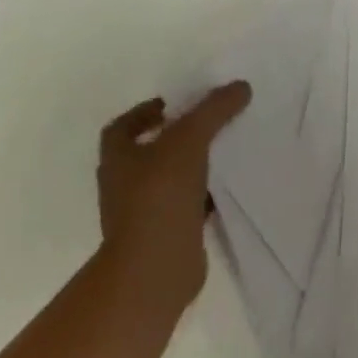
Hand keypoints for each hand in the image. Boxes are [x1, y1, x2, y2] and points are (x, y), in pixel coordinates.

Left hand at [96, 83, 250, 315]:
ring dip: (191, 166)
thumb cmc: (160, 196)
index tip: (173, 104)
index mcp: (116, 159)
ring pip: (169, 179)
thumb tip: (241, 86)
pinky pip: (185, 206)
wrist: (155, 271)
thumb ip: (215, 108)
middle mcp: (123, 185)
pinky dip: (202, 195)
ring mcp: (141, 215)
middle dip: (175, 137)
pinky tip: (227, 186)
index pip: (122, 126)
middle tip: (207, 122)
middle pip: (147, 152)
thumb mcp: (190, 139)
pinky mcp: (163, 237)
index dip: (144, 112)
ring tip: (223, 148)